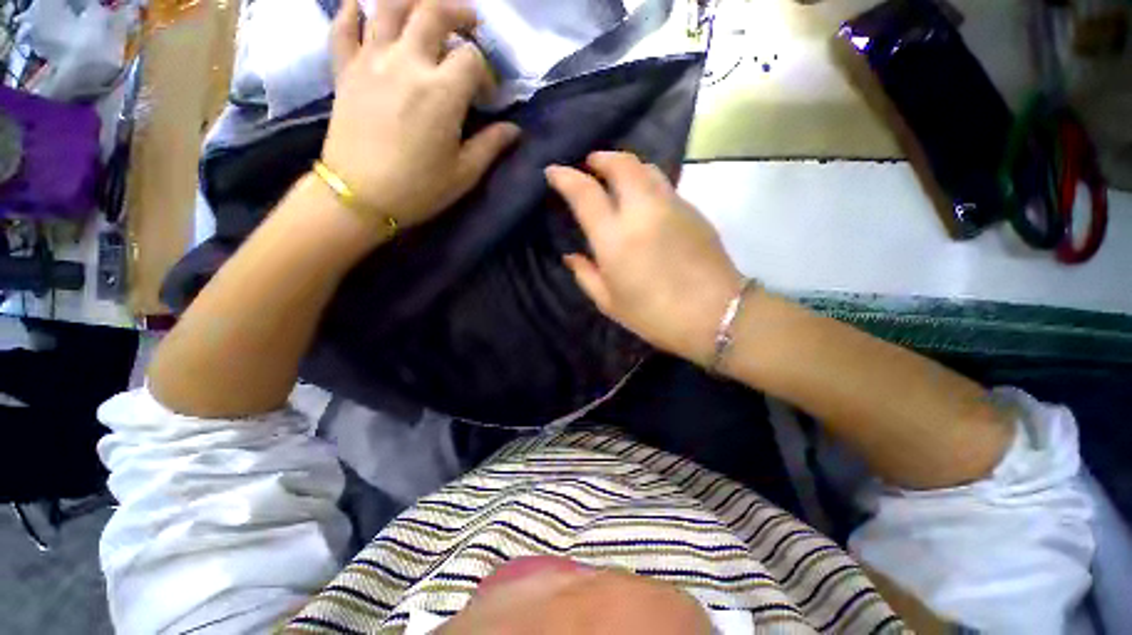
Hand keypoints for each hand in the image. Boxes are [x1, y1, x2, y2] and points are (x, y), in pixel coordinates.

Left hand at [323, 0, 519, 227]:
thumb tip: (514, 130)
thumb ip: (491, 145)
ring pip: (388, 6)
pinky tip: (361, 8)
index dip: (485, 72)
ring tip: (425, 10)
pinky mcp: (345, 69)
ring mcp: (371, 61)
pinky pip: (343, 26)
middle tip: (470, 22)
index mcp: (441, 92)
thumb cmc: (419, 189)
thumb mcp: (464, 173)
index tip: (486, 96)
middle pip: (433, 12)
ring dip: (412, 0)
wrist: (360, 197)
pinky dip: (352, 11)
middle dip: (458, 12)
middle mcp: (407, 63)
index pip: (472, 59)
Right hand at [546, 152, 745, 364]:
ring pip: (646, 168)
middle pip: (621, 165)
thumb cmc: (655, 315)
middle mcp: (642, 212)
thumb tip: (572, 256)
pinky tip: (644, 199)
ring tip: (616, 176)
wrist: (716, 315)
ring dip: (626, 165)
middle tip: (590, 164)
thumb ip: (586, 275)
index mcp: (615, 238)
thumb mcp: (610, 303)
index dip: (565, 177)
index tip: (553, 171)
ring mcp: (672, 206)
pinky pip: (665, 185)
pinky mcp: (693, 210)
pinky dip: (647, 182)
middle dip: (601, 158)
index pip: (585, 192)